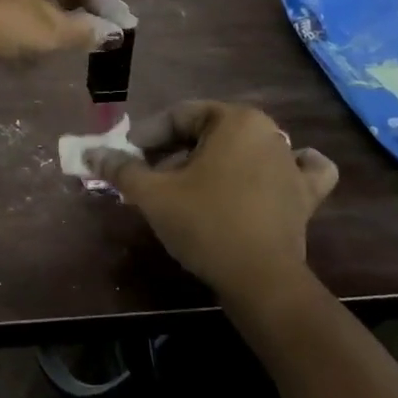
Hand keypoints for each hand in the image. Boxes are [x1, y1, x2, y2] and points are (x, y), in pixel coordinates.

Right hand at [86, 101, 337, 305]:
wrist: (262, 281)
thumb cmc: (205, 224)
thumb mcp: (154, 194)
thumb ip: (121, 169)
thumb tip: (91, 153)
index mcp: (235, 120)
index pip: (179, 116)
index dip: (146, 136)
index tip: (126, 158)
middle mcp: (269, 131)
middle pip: (210, 132)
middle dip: (175, 152)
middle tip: (150, 179)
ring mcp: (292, 163)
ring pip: (245, 150)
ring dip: (215, 162)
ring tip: (189, 188)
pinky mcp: (306, 195)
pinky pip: (299, 170)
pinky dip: (286, 169)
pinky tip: (272, 176)